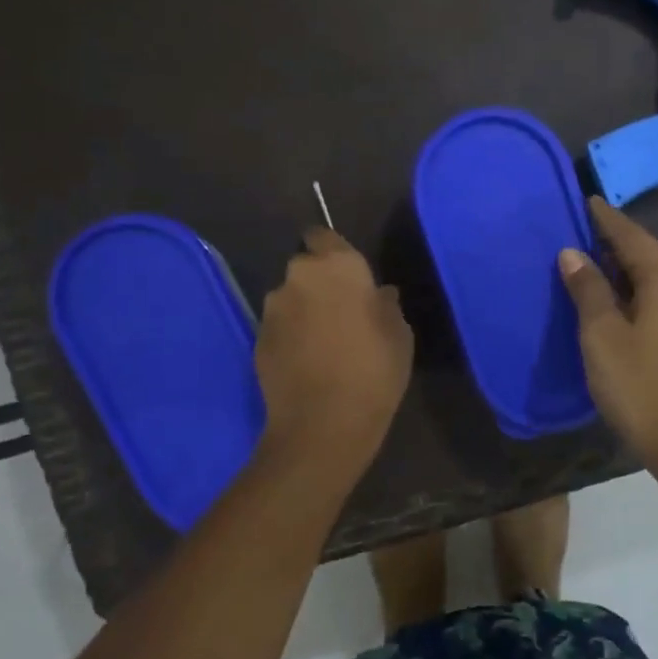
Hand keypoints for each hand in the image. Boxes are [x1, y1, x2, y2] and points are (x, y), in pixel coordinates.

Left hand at [254, 229, 412, 480]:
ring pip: (291, 297)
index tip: (347, 273)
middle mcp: (298, 276)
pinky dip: (292, 334)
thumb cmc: (374, 369)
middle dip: (320, 283)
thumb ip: (386, 305)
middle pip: (306, 268)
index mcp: (337, 266)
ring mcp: (273, 308)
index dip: (332, 250)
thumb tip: (379, 294)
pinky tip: (308, 360)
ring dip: (304, 309)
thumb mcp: (399, 334)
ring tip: (325, 340)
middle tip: (342, 310)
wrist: (323, 422)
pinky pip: (280, 325)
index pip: (323, 235)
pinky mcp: (258, 338)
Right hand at [558, 197, 657, 475]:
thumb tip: (573, 253)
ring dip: (628, 269)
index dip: (607, 219)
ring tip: (596, 262)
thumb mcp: (602, 335)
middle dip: (617, 243)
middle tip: (584, 231)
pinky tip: (621, 298)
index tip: (587, 200)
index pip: (632, 236)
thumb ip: (588, 289)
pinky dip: (640, 291)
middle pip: (649, 255)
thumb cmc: (639, 385)